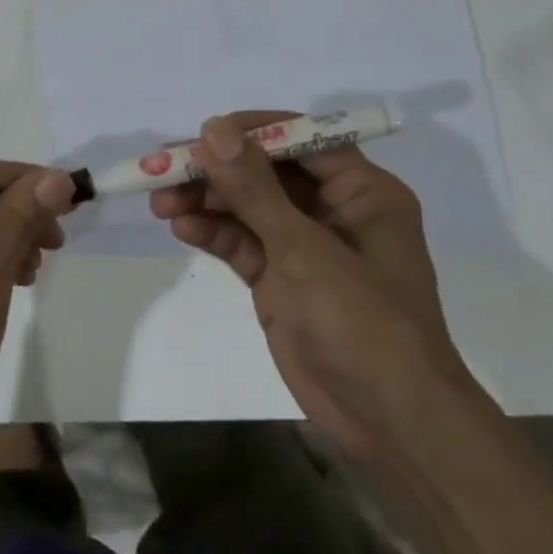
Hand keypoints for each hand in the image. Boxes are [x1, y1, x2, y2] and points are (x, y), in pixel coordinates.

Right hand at [150, 112, 469, 458]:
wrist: (390, 424)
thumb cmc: (364, 324)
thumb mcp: (305, 250)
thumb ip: (254, 189)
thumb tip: (213, 129)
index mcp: (361, 191)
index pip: (300, 138)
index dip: (250, 131)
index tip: (202, 134)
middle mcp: (333, 210)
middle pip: (266, 172)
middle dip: (217, 170)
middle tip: (165, 170)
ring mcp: (305, 246)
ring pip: (247, 207)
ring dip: (206, 201)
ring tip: (161, 203)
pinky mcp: (281, 278)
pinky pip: (242, 242)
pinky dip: (213, 233)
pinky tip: (183, 229)